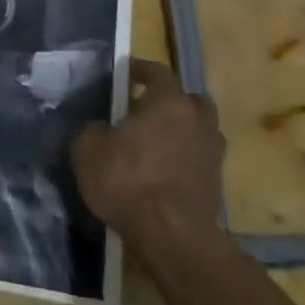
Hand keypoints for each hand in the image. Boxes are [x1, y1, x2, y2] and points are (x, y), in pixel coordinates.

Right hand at [70, 59, 224, 239]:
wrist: (171, 235)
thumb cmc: (127, 180)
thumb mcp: (88, 149)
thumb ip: (93, 129)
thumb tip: (101, 127)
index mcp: (170, 102)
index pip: (158, 72)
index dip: (140, 69)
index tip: (126, 72)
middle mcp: (198, 120)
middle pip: (188, 100)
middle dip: (169, 102)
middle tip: (145, 110)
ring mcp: (212, 152)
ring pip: (197, 130)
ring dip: (180, 132)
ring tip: (153, 144)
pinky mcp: (216, 183)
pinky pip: (197, 158)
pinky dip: (182, 159)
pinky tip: (161, 171)